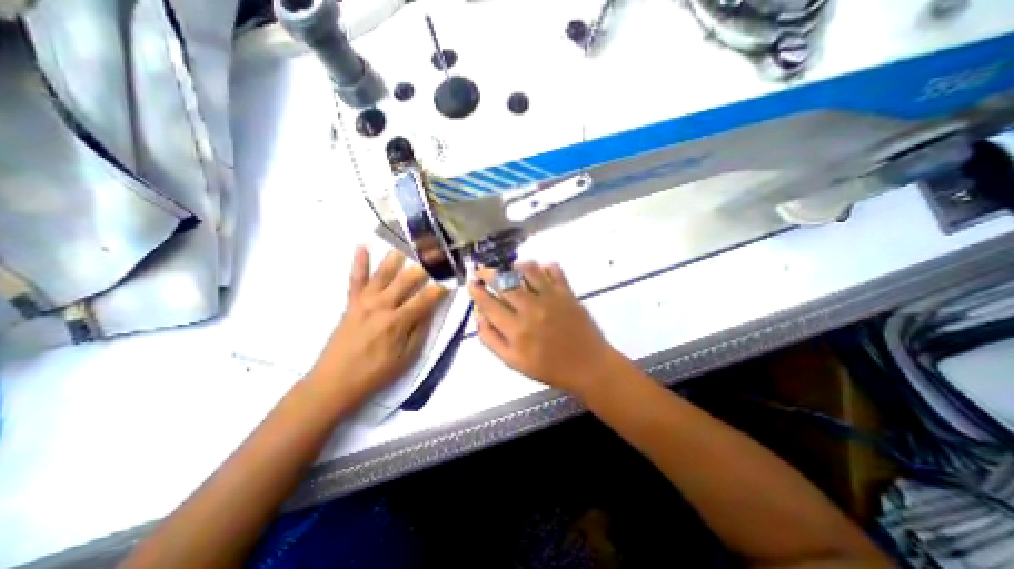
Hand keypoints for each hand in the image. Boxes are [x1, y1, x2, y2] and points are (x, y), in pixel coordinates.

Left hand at [311, 248, 448, 403]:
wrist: (334, 382)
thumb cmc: (375, 373)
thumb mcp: (406, 358)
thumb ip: (419, 331)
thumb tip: (429, 310)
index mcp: (398, 321)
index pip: (425, 299)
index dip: (439, 289)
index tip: (450, 281)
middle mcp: (381, 306)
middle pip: (406, 281)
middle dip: (422, 268)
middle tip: (434, 256)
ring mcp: (364, 302)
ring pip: (383, 274)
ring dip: (395, 259)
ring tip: (406, 246)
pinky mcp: (351, 303)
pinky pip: (355, 279)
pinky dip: (359, 263)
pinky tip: (362, 247)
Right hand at [468, 263, 626, 394]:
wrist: (588, 365)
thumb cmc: (549, 367)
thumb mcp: (513, 362)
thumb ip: (492, 339)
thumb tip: (479, 315)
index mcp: (516, 329)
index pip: (489, 303)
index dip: (476, 291)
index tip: (470, 282)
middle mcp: (531, 308)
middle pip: (504, 282)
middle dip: (488, 273)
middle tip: (482, 270)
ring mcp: (551, 297)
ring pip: (527, 270)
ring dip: (514, 266)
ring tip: (509, 268)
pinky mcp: (567, 292)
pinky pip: (554, 269)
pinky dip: (544, 265)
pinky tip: (538, 270)